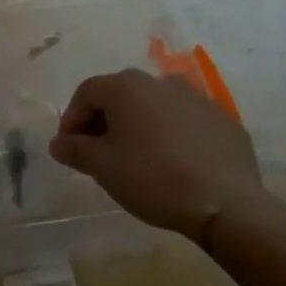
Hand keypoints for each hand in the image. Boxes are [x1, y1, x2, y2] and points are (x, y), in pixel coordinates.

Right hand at [49, 69, 262, 239]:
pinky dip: (170, 134)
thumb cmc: (152, 178)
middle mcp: (159, 82)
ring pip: (153, 106)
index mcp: (126, 86)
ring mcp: (196, 98)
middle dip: (103, 121)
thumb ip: (74, 150)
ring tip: (136, 157)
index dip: (71, 120)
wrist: (227, 204)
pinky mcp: (223, 119)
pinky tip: (173, 162)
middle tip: (98, 153)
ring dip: (138, 126)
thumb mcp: (102, 167)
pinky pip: (184, 121)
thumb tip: (59, 143)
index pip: (86, 93)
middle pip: (119, 96)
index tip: (69, 149)